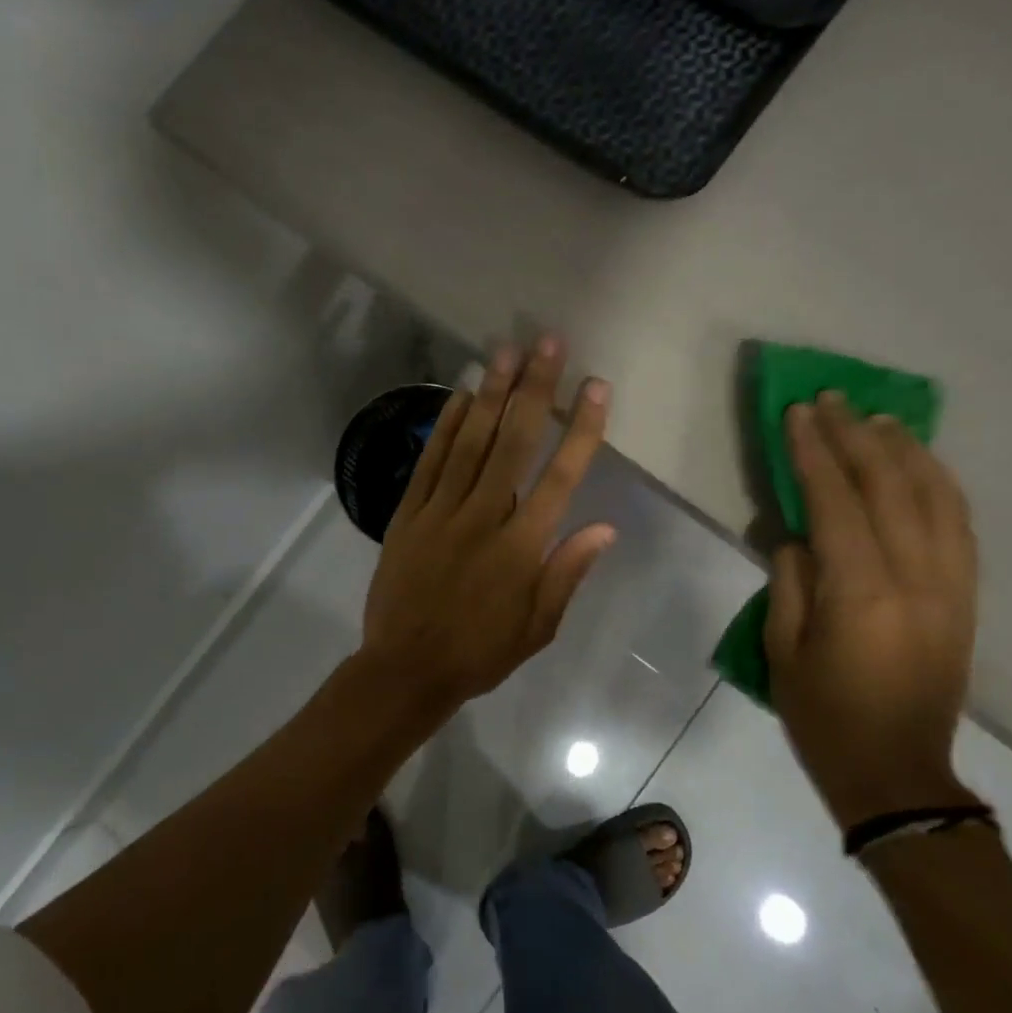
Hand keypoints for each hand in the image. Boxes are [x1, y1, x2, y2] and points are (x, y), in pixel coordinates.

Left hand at [360, 337, 615, 707]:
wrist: (406, 669)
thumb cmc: (481, 652)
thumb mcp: (538, 626)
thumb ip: (568, 572)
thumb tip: (605, 526)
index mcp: (522, 547)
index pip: (560, 476)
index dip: (580, 428)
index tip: (595, 387)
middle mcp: (484, 517)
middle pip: (513, 442)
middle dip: (534, 389)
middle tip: (547, 343)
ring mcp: (441, 511)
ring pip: (470, 442)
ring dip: (490, 393)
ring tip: (506, 351)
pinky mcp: (408, 513)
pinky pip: (430, 461)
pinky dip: (445, 426)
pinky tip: (459, 395)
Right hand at [764, 393, 979, 831]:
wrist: (899, 773)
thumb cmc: (824, 716)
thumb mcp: (782, 650)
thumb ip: (790, 581)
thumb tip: (798, 534)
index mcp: (861, 591)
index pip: (835, 501)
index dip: (815, 452)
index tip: (799, 413)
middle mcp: (915, 576)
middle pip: (889, 486)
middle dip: (856, 437)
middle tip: (832, 399)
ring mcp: (950, 585)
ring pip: (935, 497)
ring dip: (904, 450)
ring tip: (877, 419)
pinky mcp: (966, 596)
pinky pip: (959, 524)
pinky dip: (939, 484)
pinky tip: (920, 465)